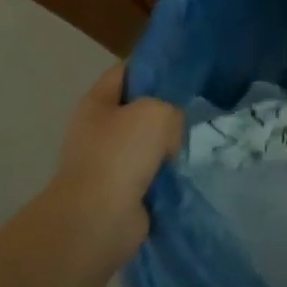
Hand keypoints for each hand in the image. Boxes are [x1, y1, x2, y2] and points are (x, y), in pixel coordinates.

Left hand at [48, 64, 182, 266]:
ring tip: (188, 146)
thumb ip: (170, 109)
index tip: (182, 71)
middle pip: (136, 108)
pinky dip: (162, 176)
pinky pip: (147, 173)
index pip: (126, 71)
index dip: (153, 66)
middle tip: (189, 113)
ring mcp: (105, 162)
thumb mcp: (156, 112)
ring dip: (164, 147)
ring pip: (144, 143)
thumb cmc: (120, 154)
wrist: (98, 220)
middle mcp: (97, 129)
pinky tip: (180, 173)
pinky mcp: (117, 191)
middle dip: (163, 111)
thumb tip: (168, 134)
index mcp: (97, 102)